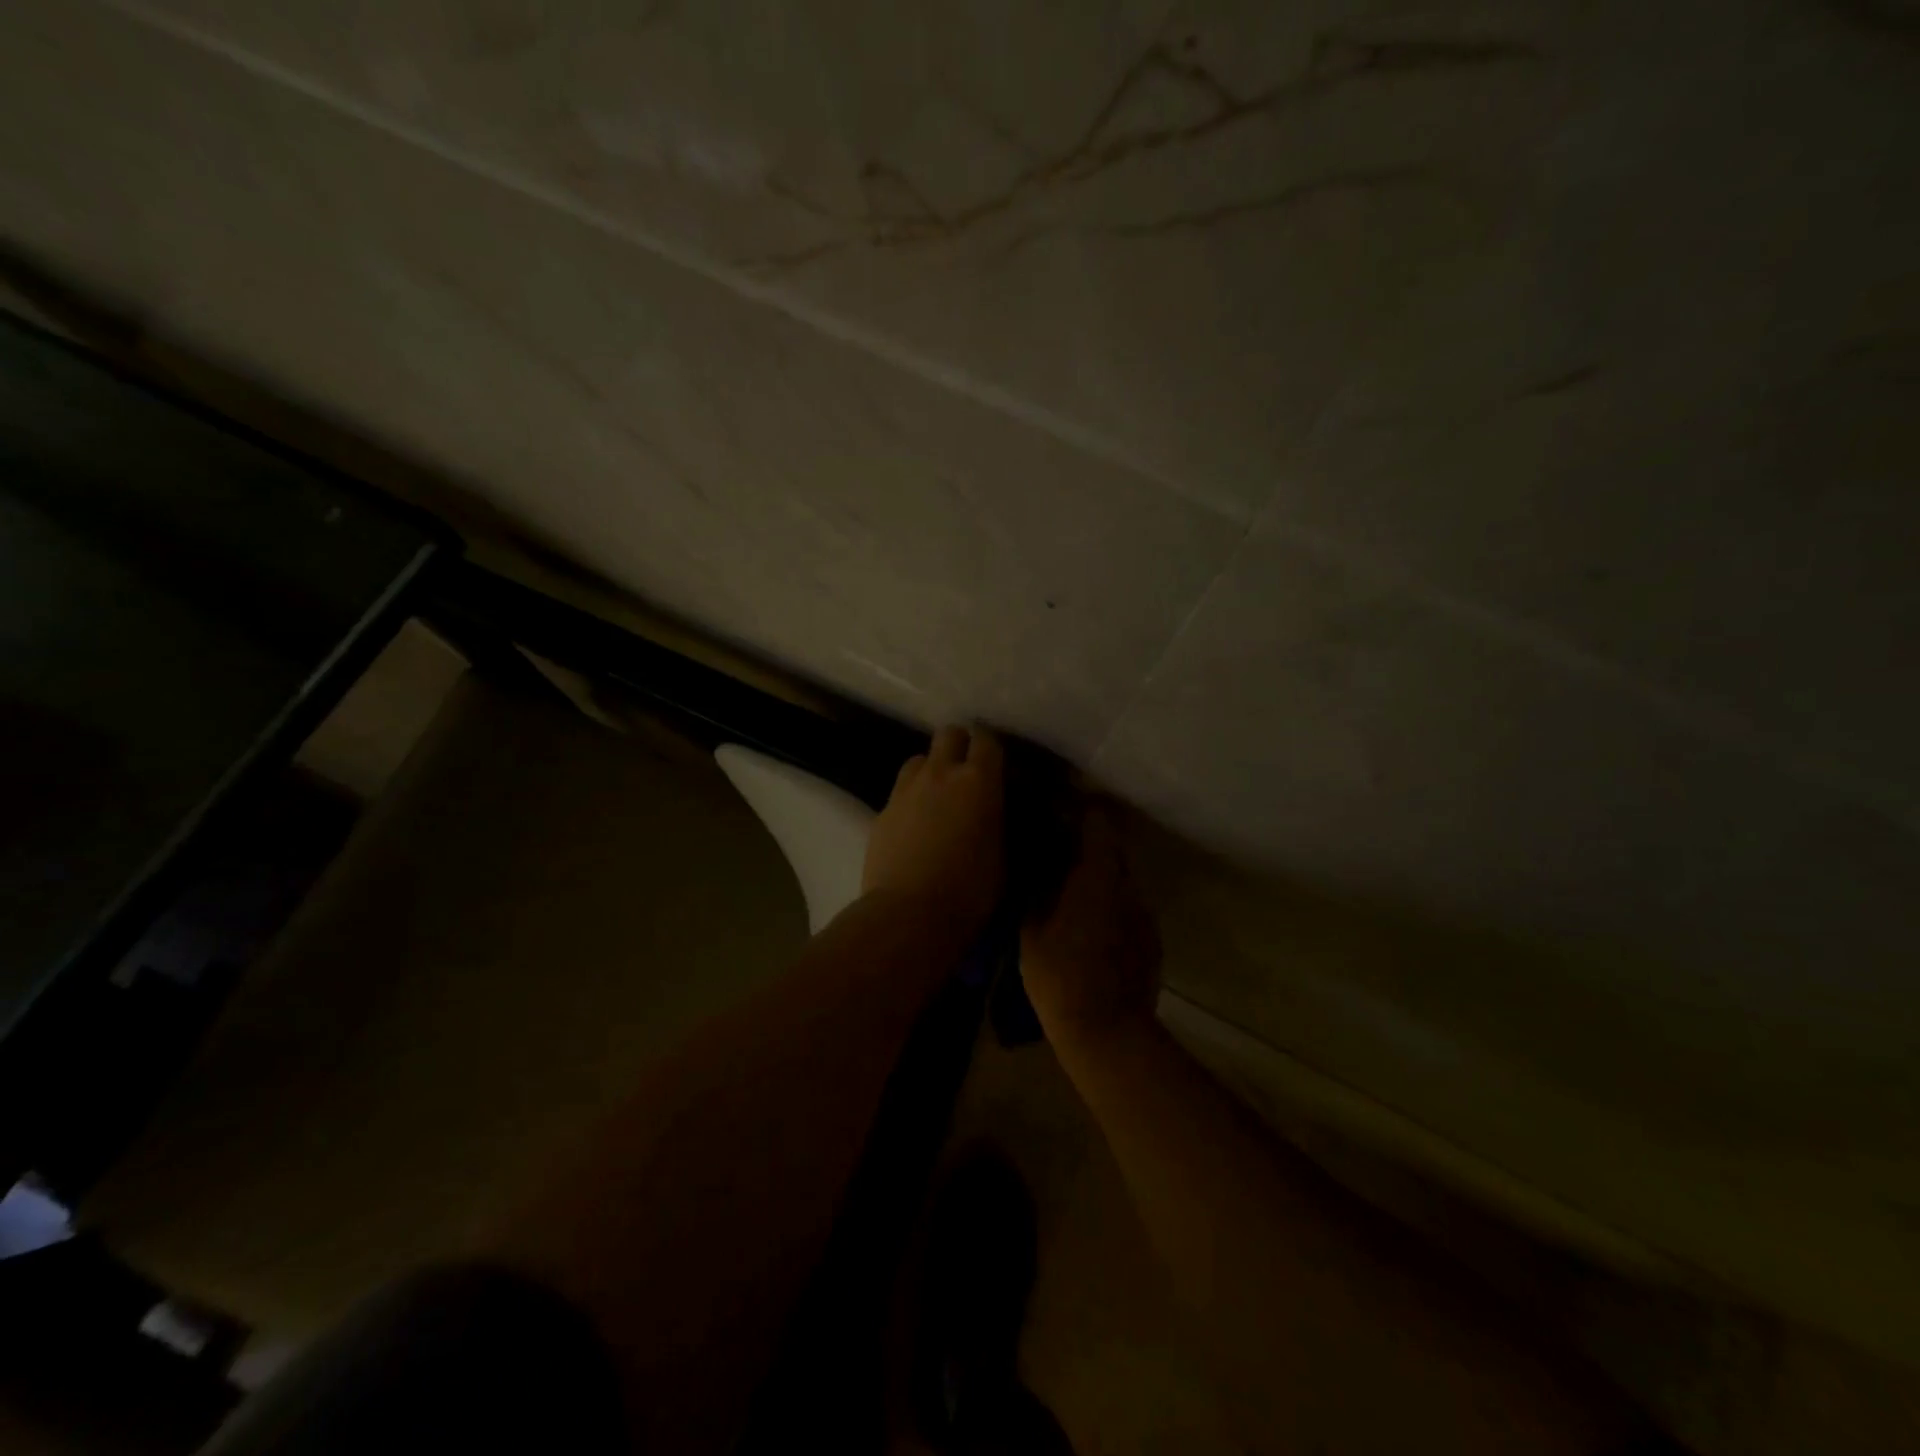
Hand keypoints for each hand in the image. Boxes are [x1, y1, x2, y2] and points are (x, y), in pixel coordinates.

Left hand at [863, 725, 1004, 937]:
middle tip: (967, 773)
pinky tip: (916, 825)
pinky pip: (900, 791)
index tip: (997, 766)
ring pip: (919, 759)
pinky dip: (911, 799)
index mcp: (978, 781)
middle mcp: (940, 773)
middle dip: (959, 746)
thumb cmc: (970, 890)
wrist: (909, 914)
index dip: (992, 749)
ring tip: (938, 796)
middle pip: (948, 734)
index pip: (987, 740)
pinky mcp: (882, 811)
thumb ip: (999, 820)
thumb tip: (997, 809)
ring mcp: (906, 790)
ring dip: (931, 769)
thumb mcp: (1003, 855)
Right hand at [1021, 803, 1161, 1044]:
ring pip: (1120, 880)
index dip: (1081, 811)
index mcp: (1097, 876)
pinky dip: (1110, 907)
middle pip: (1112, 850)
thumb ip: (1037, 886)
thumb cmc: (1059, 974)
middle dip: (1087, 846)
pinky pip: (1128, 908)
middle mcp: (1127, 886)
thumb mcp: (1031, 927)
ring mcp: (1144, 914)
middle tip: (1058, 854)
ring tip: (1071, 894)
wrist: (1107, 1031)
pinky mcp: (1151, 939)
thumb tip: (1037, 860)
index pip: (1098, 822)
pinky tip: (1090, 930)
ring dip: (1099, 879)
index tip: (1060, 810)